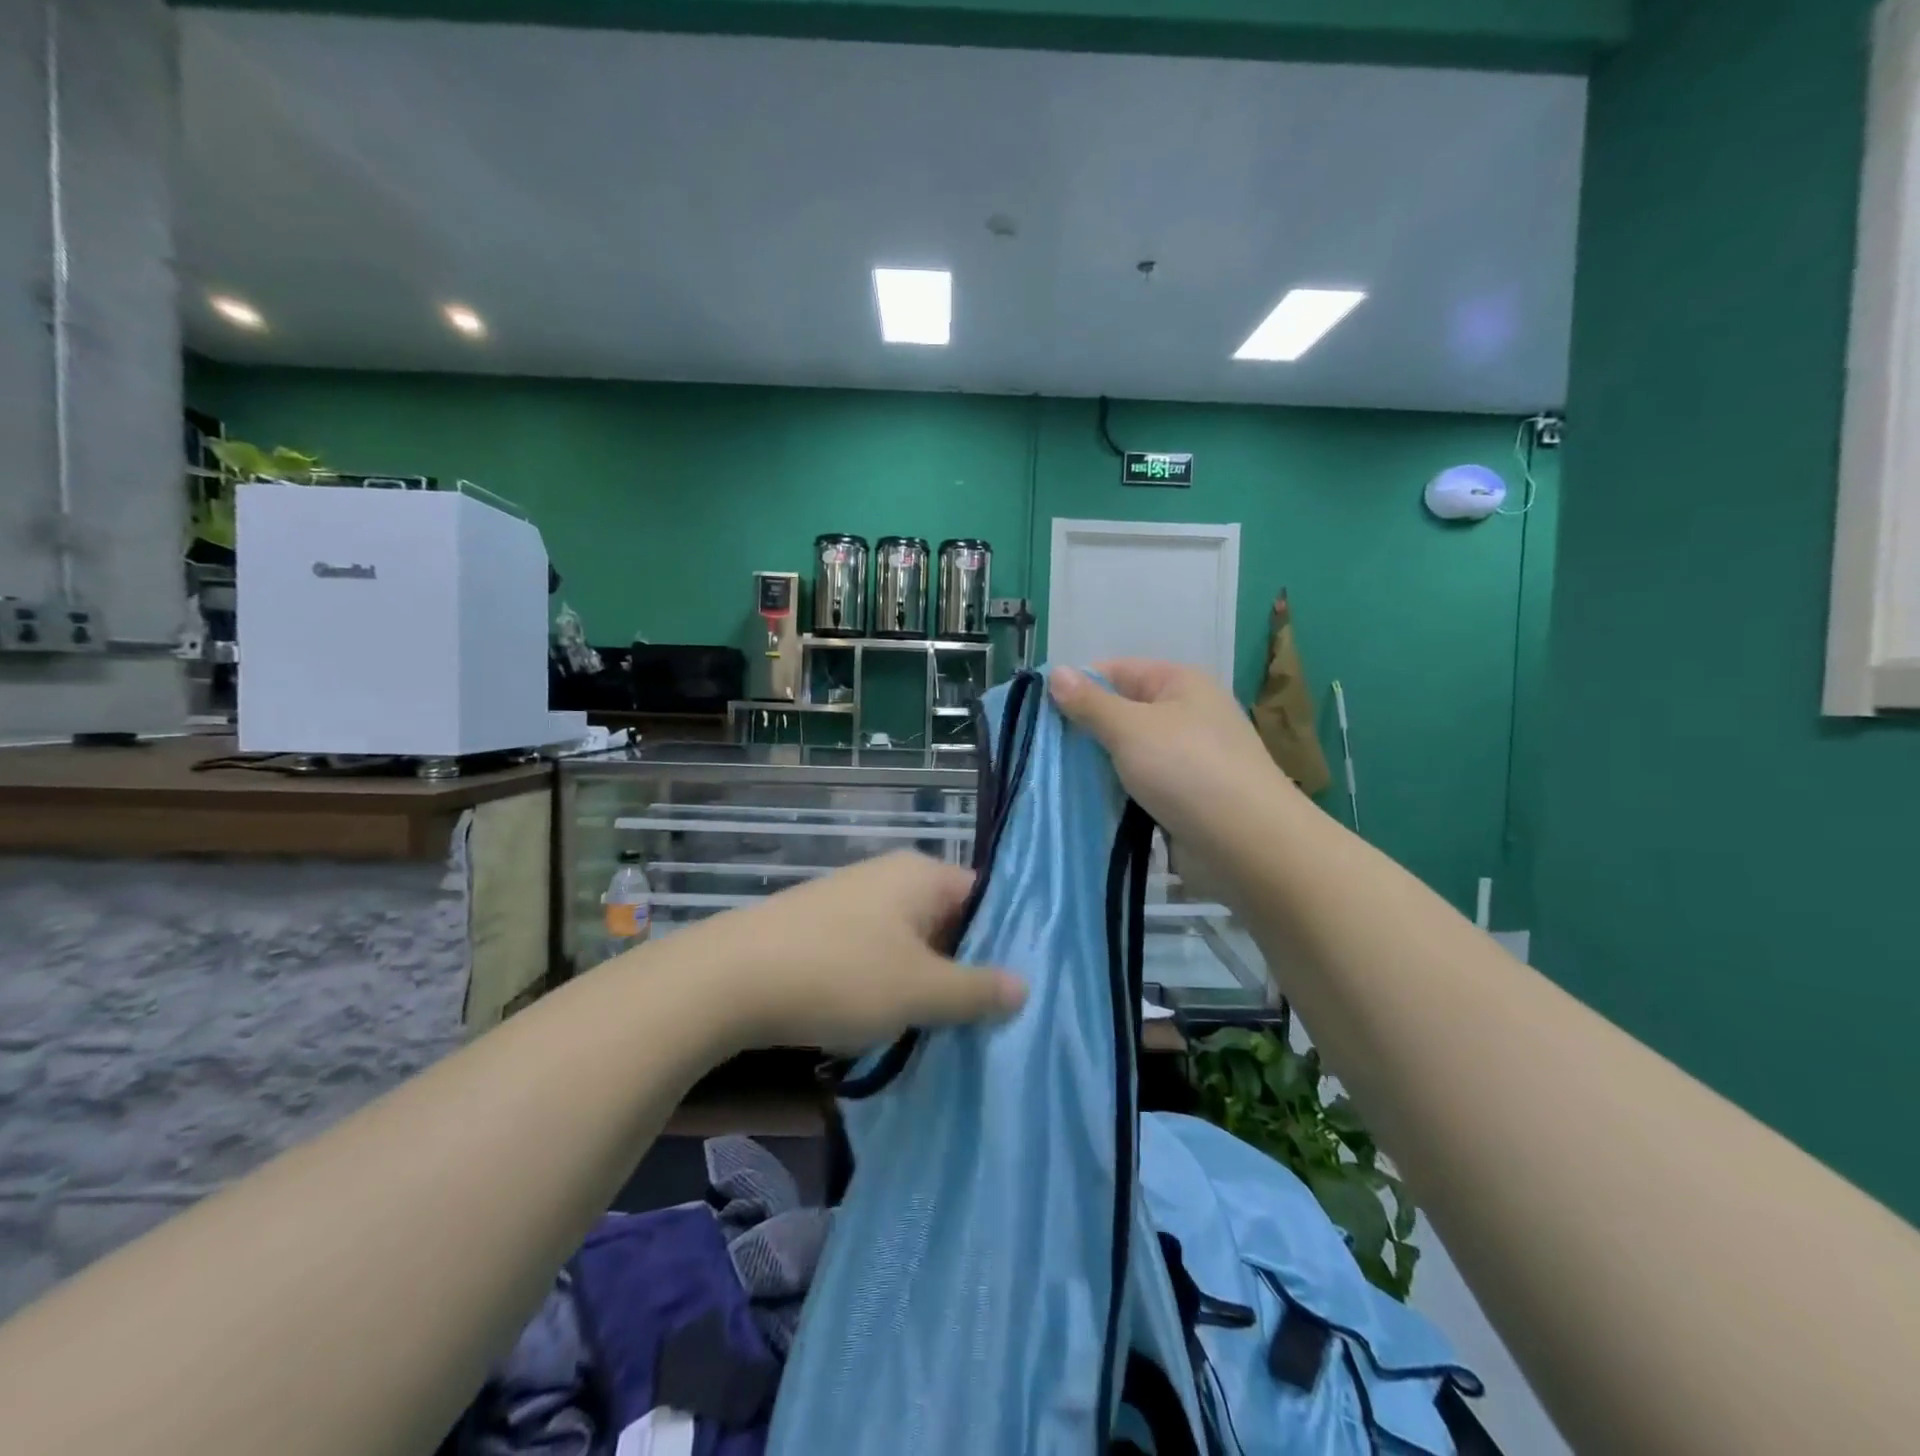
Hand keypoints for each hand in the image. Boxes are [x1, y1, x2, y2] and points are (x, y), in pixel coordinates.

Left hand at [695, 852, 1025, 1052]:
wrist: (730, 979)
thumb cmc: (842, 975)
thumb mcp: (920, 991)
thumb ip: (976, 990)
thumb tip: (1024, 986)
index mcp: (921, 874)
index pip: (983, 898)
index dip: (1001, 942)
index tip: (1012, 990)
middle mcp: (889, 875)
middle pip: (946, 920)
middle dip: (960, 969)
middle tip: (978, 1019)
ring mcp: (851, 898)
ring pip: (907, 941)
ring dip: (920, 982)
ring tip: (932, 1029)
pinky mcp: (820, 925)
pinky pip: (871, 951)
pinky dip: (883, 982)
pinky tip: (878, 1021)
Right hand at [1049, 660, 1296, 845]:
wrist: (1249, 844)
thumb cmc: (1188, 770)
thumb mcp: (1131, 728)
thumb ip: (1090, 703)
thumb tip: (1056, 673)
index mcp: (1179, 682)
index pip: (1116, 670)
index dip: (1077, 686)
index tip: (1039, 713)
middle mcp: (1186, 713)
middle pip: (1122, 711)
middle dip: (1084, 729)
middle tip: (1042, 748)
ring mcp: (1189, 757)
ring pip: (1129, 751)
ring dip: (1098, 764)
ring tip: (1055, 777)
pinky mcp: (1187, 795)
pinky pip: (1142, 783)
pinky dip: (1118, 789)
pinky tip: (1088, 801)